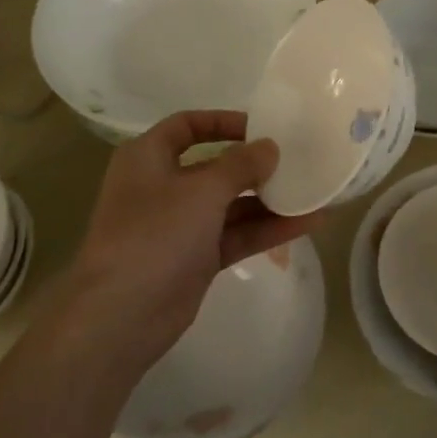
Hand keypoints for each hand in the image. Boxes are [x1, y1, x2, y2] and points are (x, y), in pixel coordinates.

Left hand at [62, 111, 322, 373]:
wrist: (121, 315)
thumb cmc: (155, 234)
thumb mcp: (202, 190)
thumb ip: (240, 165)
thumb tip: (270, 147)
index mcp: (148, 157)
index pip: (187, 125)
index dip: (223, 122)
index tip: (262, 127)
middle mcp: (163, 186)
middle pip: (215, 166)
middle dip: (256, 165)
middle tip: (298, 161)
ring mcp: (180, 225)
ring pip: (231, 204)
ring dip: (269, 200)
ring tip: (314, 192)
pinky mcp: (196, 257)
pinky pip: (236, 234)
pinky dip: (267, 229)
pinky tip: (307, 223)